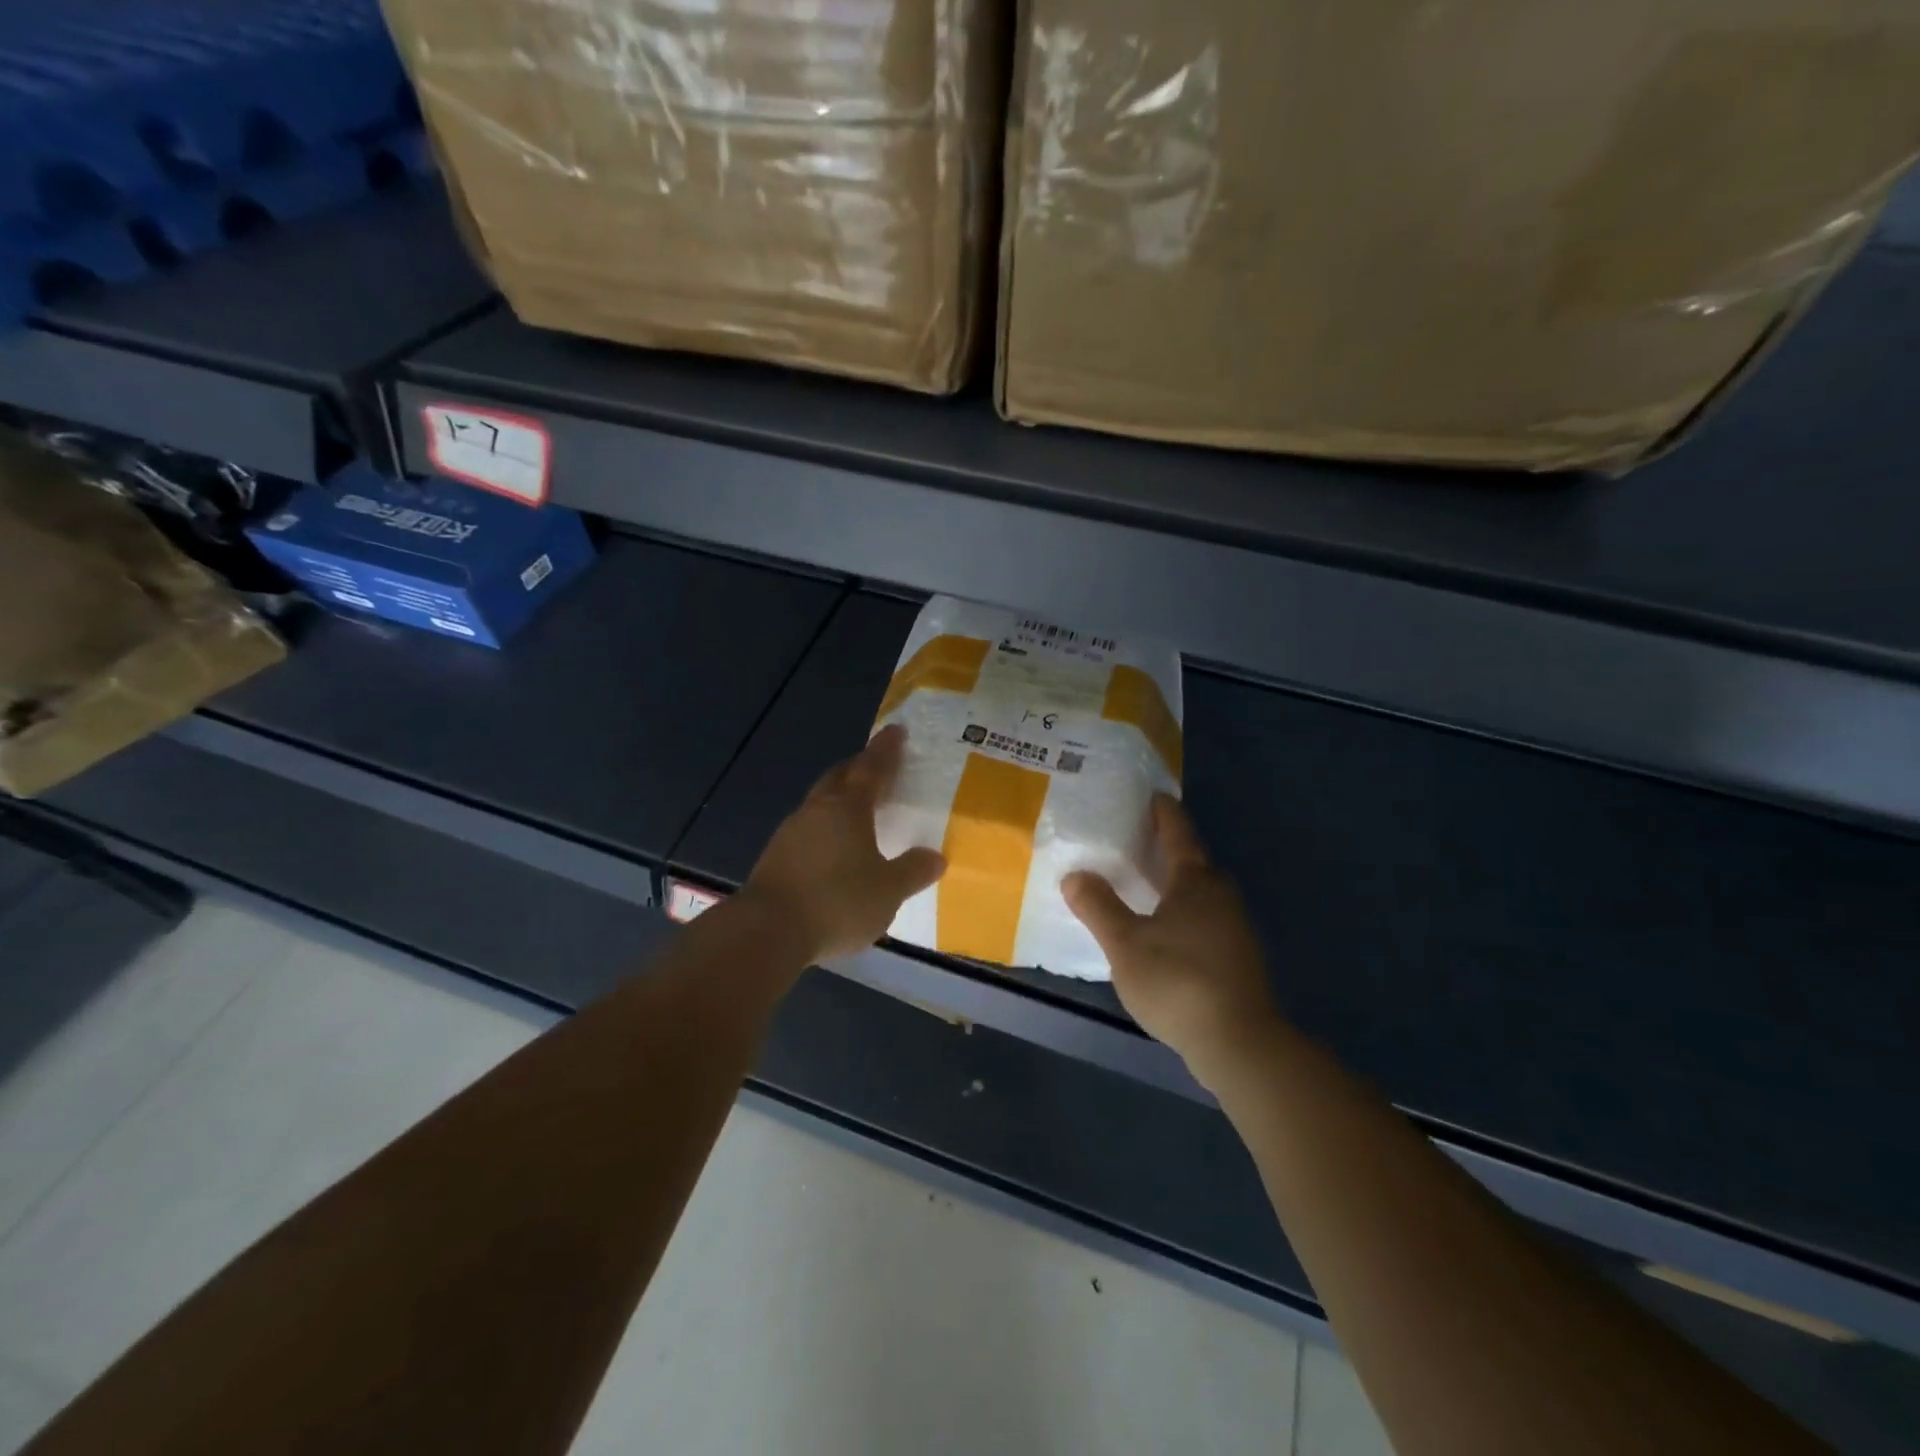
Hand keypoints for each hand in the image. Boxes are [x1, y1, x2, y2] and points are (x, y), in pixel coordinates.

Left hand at [743, 724, 945, 963]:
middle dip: (858, 768)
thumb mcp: (887, 891)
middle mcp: (817, 811)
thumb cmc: (837, 901)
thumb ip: (912, 872)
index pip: (872, 768)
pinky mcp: (774, 858)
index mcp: (848, 808)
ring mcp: (790, 833)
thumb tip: (935, 857)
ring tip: (856, 810)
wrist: (767, 931)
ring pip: (819, 803)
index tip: (896, 730)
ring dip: (838, 799)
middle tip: (875, 766)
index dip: (886, 750)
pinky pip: (806, 830)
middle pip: (839, 778)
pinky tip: (831, 849)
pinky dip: (824, 828)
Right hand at [1063, 795, 1283, 1088]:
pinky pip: (1205, 917)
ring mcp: (1234, 927)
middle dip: (1167, 848)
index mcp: (1195, 881)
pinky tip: (1164, 930)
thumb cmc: (1178, 980)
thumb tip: (1074, 875)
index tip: (1153, 795)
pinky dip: (1183, 911)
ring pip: (1200, 892)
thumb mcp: (1125, 943)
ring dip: (1174, 883)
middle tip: (1136, 839)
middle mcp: (1220, 895)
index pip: (1178, 832)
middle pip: (1192, 860)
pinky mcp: (1237, 957)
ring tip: (1144, 884)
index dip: (1163, 812)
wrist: (1239, 1042)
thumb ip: (1098, 906)